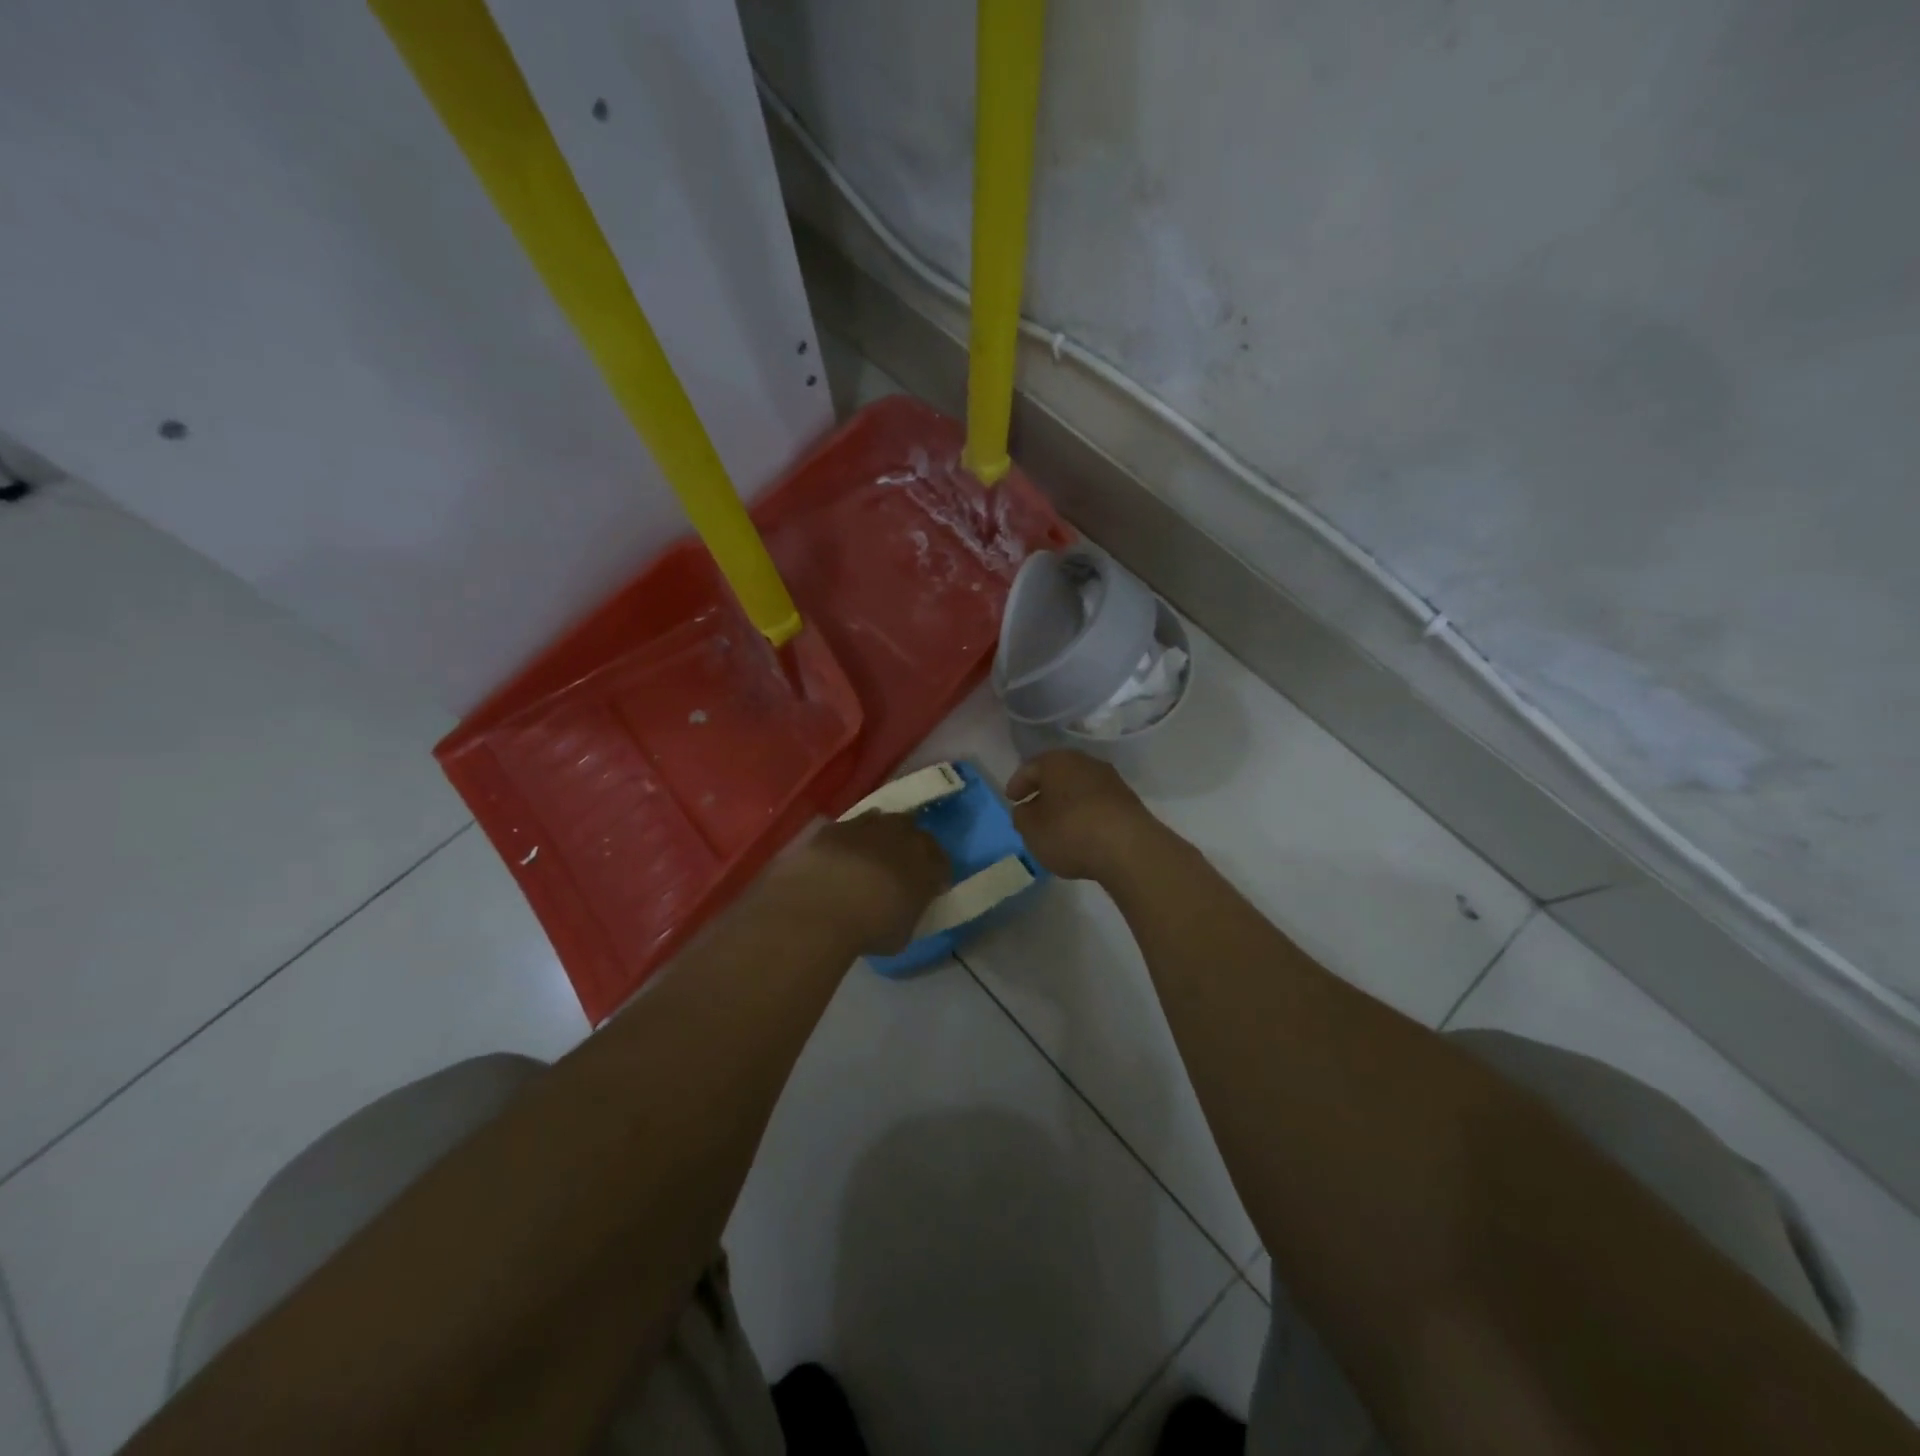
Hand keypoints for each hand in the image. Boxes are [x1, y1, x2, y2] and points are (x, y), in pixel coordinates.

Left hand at [775, 812, 949, 954]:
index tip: (929, 889)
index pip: (942, 863)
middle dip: (910, 847)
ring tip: (870, 857)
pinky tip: (840, 857)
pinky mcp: (836, 826)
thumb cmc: (871, 928)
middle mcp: (903, 836)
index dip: (936, 876)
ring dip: (880, 836)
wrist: (821, 908)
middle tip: (900, 867)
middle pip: (914, 833)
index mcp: (927, 864)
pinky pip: (849, 828)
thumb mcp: (903, 932)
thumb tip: (905, 905)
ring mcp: (868, 826)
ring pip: (882, 822)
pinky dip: (849, 840)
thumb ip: (910, 910)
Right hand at [1007, 750, 1162, 882]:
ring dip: (1067, 802)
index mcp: (1057, 761)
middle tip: (1033, 808)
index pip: (1030, 767)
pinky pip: (1097, 803)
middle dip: (1045, 791)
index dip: (1017, 784)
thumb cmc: (1070, 832)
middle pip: (1058, 774)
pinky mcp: (1128, 801)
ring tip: (1057, 823)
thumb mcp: (1031, 829)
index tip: (1011, 799)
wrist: (1128, 848)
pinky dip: (1085, 813)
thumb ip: (1022, 817)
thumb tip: (1027, 810)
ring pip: (1079, 787)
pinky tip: (1081, 831)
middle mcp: (1085, 762)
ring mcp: (1110, 780)